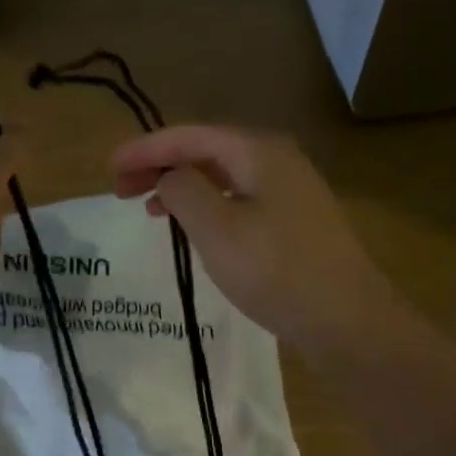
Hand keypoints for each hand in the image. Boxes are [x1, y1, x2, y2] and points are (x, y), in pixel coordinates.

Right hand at [111, 126, 396, 361]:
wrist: (346, 319)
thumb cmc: (275, 271)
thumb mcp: (216, 229)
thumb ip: (183, 191)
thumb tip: (170, 177)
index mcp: (257, 152)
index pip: (189, 137)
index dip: (145, 149)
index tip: (109, 168)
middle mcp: (276, 159)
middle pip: (206, 151)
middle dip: (160, 166)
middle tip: (121, 190)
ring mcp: (290, 190)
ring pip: (222, 176)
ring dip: (182, 187)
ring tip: (149, 208)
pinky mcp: (294, 220)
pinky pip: (238, 198)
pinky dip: (207, 205)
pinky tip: (194, 226)